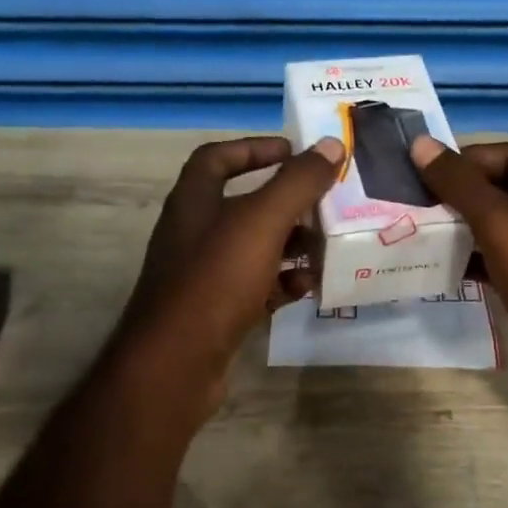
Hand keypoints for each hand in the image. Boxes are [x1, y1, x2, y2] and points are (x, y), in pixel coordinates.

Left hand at [108, 135, 343, 420]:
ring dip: (291, 245)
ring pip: (255, 249)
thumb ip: (297, 182)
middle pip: (245, 206)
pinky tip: (308, 288)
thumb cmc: (215, 280)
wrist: (175, 363)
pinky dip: (283, 284)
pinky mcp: (218, 312)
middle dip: (287, 203)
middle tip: (326, 205)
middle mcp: (195, 233)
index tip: (293, 151)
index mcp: (194, 202)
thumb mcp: (260, 223)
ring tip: (327, 247)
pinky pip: (257, 287)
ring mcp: (205, 275)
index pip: (218, 158)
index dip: (254, 149)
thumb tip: (331, 144)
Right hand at [410, 136, 507, 424]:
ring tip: (421, 241)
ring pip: (499, 228)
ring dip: (462, 233)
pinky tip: (446, 273)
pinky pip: (503, 261)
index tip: (421, 179)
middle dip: (457, 199)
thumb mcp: (499, 221)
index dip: (462, 162)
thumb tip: (419, 144)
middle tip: (413, 212)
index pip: (502, 154)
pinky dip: (476, 263)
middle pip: (499, 190)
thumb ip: (459, 183)